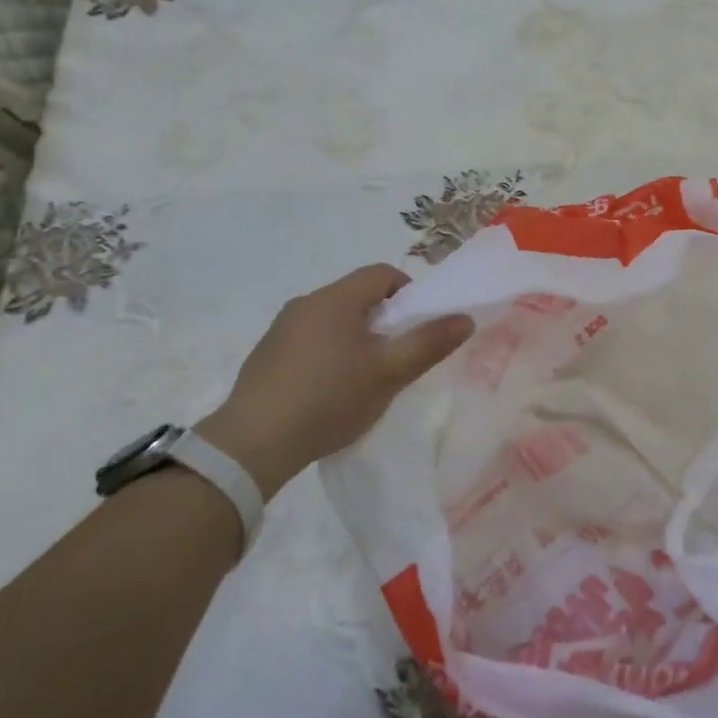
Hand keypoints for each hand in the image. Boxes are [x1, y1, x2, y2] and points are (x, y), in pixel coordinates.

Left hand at [197, 264, 472, 497]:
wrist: (252, 444)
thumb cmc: (329, 399)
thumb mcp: (388, 374)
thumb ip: (429, 343)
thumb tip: (465, 318)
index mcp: (336, 298)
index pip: (382, 274)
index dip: (409, 293)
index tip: (417, 327)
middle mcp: (306, 303)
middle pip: (357, 297)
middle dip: (383, 320)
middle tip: (396, 357)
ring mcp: (281, 329)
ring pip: (332, 320)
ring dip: (354, 338)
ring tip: (363, 379)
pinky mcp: (265, 355)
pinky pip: (308, 341)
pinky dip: (327, 354)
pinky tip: (327, 392)